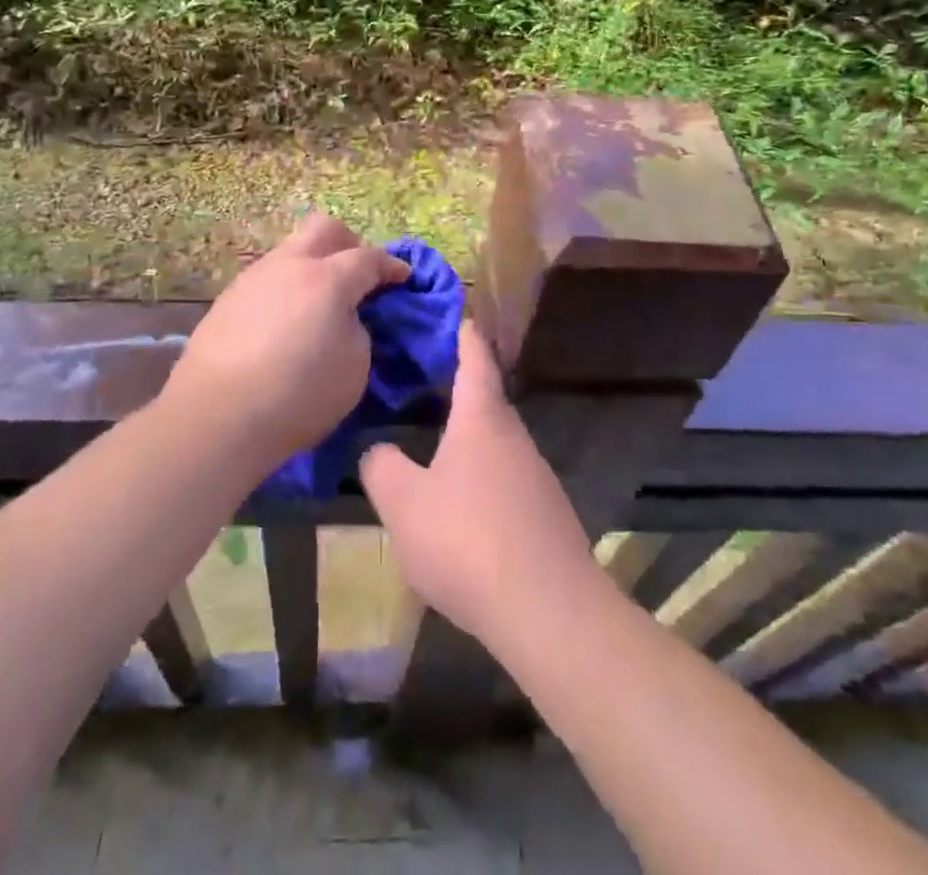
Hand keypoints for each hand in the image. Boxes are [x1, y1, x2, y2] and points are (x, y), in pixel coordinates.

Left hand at [162, 212, 409, 465]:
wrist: (217, 417)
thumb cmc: (299, 395)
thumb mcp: (355, 367)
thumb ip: (358, 330)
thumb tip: (345, 317)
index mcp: (328, 279)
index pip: (369, 258)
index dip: (391, 266)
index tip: (403, 277)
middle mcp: (289, 266)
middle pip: (324, 229)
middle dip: (349, 244)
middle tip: (359, 275)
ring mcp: (253, 278)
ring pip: (290, 251)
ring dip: (312, 267)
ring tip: (318, 304)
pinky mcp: (227, 299)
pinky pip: (267, 280)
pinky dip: (285, 290)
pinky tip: (284, 323)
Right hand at [361, 322, 599, 646]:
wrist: (550, 613)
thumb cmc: (468, 540)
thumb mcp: (404, 504)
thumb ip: (381, 468)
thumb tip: (378, 450)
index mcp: (481, 419)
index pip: (474, 358)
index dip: (462, 334)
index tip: (454, 314)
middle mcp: (514, 437)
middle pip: (485, 400)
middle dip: (456, 388)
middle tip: (421, 383)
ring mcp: (536, 477)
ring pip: (495, 444)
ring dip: (468, 438)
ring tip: (433, 446)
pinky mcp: (546, 516)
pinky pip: (506, 480)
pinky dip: (481, 477)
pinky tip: (461, 508)